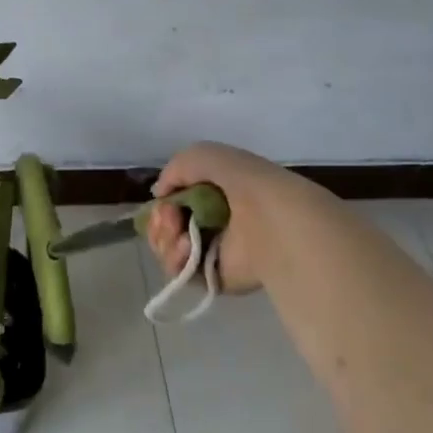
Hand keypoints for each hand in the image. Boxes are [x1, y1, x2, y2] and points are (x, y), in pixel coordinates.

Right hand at [145, 142, 336, 293]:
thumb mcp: (204, 155)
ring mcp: (212, 251)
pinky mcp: (213, 277)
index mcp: (215, 193)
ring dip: (164, 238)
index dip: (164, 200)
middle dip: (160, 219)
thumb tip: (160, 195)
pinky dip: (175, 259)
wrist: (272, 222)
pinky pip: (179, 271)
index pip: (175, 200)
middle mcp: (212, 221)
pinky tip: (186, 248)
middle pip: (166, 224)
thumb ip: (175, 167)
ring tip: (179, 234)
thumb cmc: (244, 183)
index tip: (162, 200)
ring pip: (167, 247)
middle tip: (170, 218)